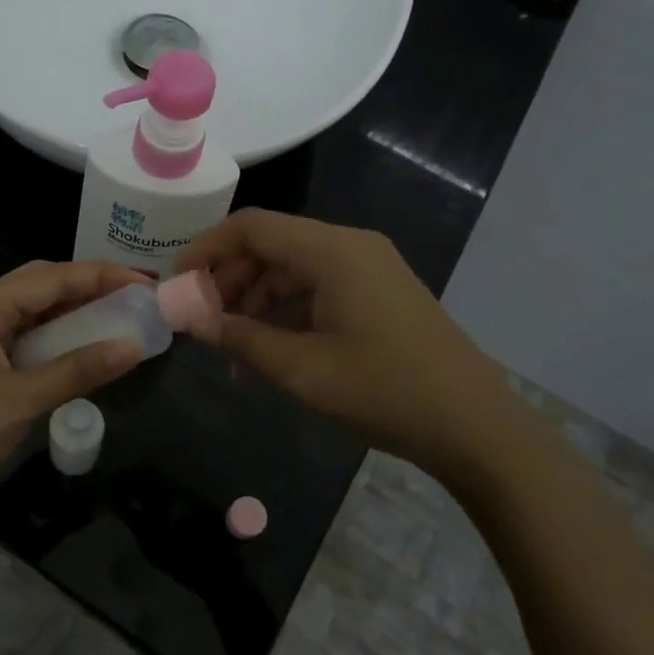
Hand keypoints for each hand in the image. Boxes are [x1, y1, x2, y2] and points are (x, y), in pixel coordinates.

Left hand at [0, 260, 146, 533]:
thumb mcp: (21, 402)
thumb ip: (78, 370)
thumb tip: (135, 347)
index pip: (50, 277)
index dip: (100, 276)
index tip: (144, 282)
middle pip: (40, 287)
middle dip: (88, 288)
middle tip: (135, 297)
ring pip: (32, 314)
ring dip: (72, 315)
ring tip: (118, 319)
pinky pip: (23, 341)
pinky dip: (55, 342)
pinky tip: (82, 351)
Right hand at [175, 209, 515, 480]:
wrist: (476, 427)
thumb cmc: (385, 391)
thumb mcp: (302, 369)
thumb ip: (239, 338)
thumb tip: (188, 318)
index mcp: (332, 251)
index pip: (252, 227)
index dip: (208, 248)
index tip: (177, 282)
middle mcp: (350, 246)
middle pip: (271, 245)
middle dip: (230, 279)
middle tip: (201, 320)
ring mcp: (369, 268)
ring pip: (293, 267)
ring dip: (256, 299)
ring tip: (230, 345)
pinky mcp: (380, 291)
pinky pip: (319, 286)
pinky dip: (288, 310)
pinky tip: (269, 351)